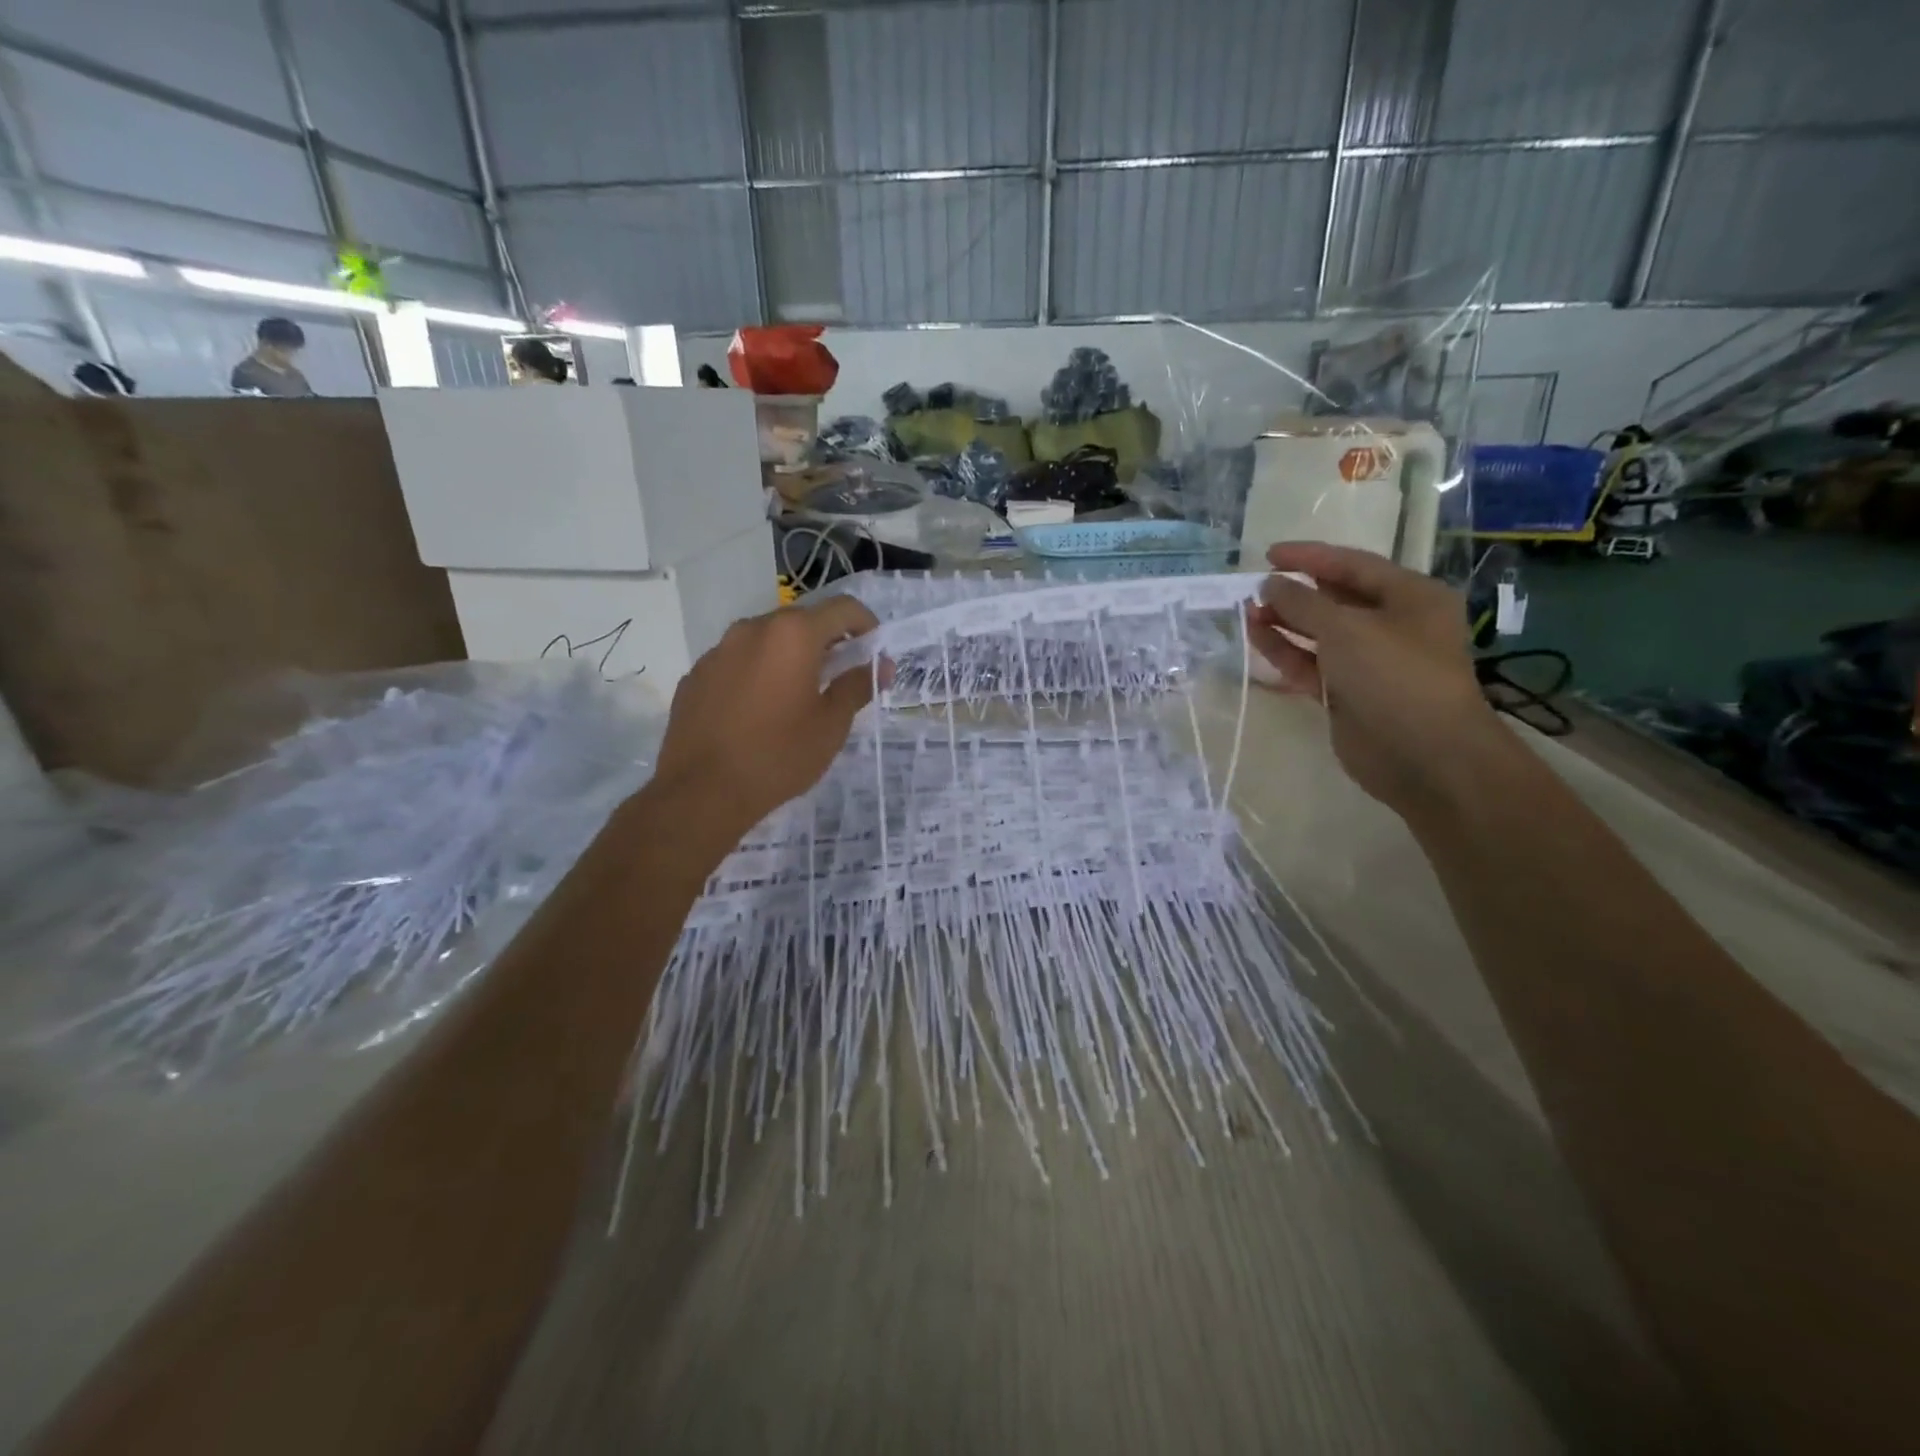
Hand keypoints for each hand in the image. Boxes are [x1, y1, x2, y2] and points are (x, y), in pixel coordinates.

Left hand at [651, 597, 883, 847]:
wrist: (702, 792)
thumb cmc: (779, 756)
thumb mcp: (831, 725)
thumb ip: (858, 686)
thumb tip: (882, 666)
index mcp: (793, 635)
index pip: (843, 608)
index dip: (867, 624)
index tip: (874, 651)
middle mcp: (753, 629)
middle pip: (802, 621)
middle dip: (827, 642)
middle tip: (840, 677)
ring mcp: (718, 650)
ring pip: (766, 641)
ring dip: (789, 657)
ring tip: (797, 696)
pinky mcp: (696, 675)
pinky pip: (737, 663)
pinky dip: (756, 674)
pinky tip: (758, 712)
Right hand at [1249, 542, 1506, 817]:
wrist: (1423, 754)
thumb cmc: (1395, 675)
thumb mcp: (1346, 628)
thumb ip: (1302, 602)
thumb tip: (1269, 585)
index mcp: (1409, 597)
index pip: (1352, 565)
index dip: (1309, 557)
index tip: (1268, 555)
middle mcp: (1392, 625)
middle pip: (1335, 599)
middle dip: (1294, 593)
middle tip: (1254, 589)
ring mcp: (1368, 662)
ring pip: (1318, 634)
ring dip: (1284, 622)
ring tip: (1247, 613)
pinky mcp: (1347, 694)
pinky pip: (1311, 665)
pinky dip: (1285, 652)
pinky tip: (1256, 639)